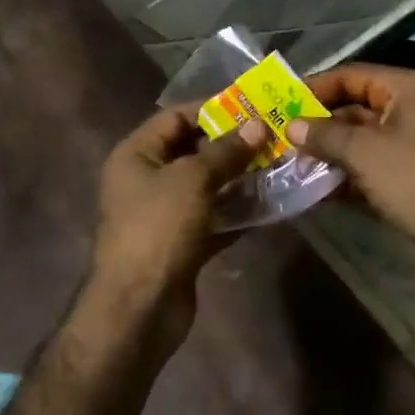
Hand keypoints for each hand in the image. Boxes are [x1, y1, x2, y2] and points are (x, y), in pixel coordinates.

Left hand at [91, 105, 268, 342]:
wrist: (139, 308)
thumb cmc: (159, 229)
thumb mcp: (193, 180)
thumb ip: (226, 151)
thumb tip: (258, 125)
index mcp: (136, 154)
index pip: (175, 117)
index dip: (212, 109)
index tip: (252, 106)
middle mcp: (146, 179)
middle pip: (192, 150)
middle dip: (231, 144)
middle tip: (272, 136)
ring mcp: (163, 213)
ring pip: (206, 185)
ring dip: (238, 177)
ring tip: (277, 165)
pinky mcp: (181, 243)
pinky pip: (213, 217)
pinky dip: (237, 211)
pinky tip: (269, 205)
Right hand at [288, 63, 414, 277]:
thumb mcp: (364, 154)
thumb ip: (324, 135)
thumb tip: (292, 126)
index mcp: (407, 88)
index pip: (351, 75)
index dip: (314, 88)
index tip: (281, 104)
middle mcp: (413, 106)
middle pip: (355, 106)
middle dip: (320, 125)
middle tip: (282, 139)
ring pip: (363, 137)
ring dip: (330, 151)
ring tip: (292, 165)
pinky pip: (374, 162)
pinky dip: (349, 171)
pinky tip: (319, 189)